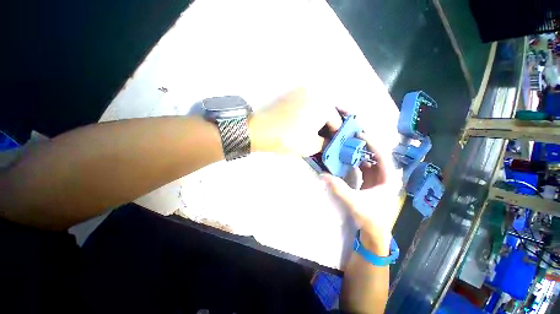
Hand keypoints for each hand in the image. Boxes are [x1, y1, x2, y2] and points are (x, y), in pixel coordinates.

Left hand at [249, 88, 340, 155]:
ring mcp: (302, 91)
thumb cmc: (289, 138)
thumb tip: (328, 141)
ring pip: (317, 107)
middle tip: (323, 138)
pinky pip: (307, 104)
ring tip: (312, 132)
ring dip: (318, 119)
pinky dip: (309, 113)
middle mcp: (316, 93)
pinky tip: (303, 123)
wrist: (261, 129)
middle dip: (327, 126)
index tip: (331, 143)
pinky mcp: (292, 94)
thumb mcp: (311, 146)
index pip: (337, 122)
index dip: (336, 135)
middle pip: (328, 112)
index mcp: (325, 105)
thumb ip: (325, 143)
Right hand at [322, 133, 401, 253]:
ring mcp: (379, 179)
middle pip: (376, 155)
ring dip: (360, 153)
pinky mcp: (372, 182)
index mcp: (388, 179)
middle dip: (365, 145)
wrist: (375, 232)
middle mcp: (386, 176)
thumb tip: (323, 175)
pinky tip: (348, 159)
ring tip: (349, 145)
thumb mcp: (354, 202)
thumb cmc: (370, 218)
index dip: (371, 143)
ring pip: (370, 161)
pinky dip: (357, 161)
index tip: (359, 134)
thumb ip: (338, 188)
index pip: (381, 155)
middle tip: (352, 137)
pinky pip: (365, 167)